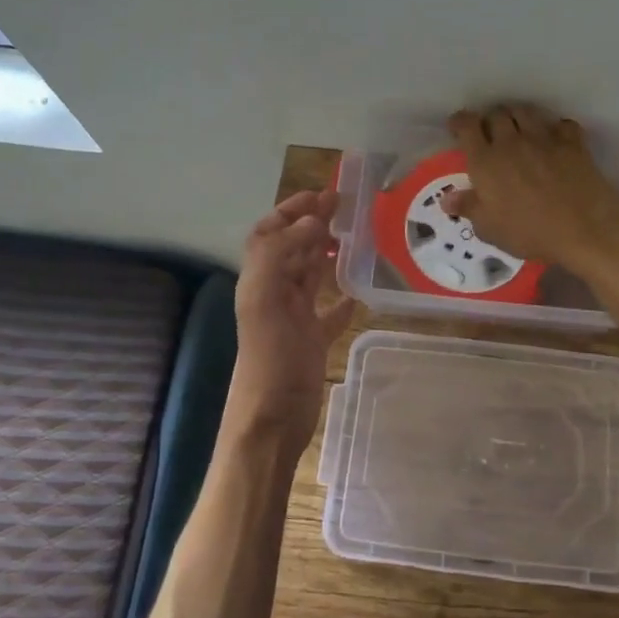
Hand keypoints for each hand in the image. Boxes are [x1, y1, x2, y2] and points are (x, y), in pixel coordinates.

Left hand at [228, 189, 356, 460]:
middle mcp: (274, 294)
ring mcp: (293, 319)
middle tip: (344, 205)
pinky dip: (343, 299)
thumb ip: (279, 256)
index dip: (289, 211)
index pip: (268, 233)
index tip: (320, 195)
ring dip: (325, 253)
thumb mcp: (265, 302)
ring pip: (310, 276)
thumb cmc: (269, 360)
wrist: (271, 422)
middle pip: (291, 249)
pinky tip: (359, 293)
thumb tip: (312, 222)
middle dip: (312, 223)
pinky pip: (329, 313)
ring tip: (352, 236)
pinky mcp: (312, 342)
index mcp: (259, 281)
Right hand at [443, 104, 618, 269]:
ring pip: (525, 111)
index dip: (460, 122)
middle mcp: (511, 142)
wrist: (584, 229)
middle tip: (490, 133)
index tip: (458, 127)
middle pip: (497, 113)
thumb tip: (447, 198)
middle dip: (490, 119)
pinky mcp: (572, 142)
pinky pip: (560, 123)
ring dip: (517, 116)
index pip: (467, 125)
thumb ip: (468, 208)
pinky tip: (554, 139)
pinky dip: (554, 127)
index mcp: (486, 161)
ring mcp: (544, 138)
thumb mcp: (490, 228)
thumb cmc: (530, 232)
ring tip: (518, 129)